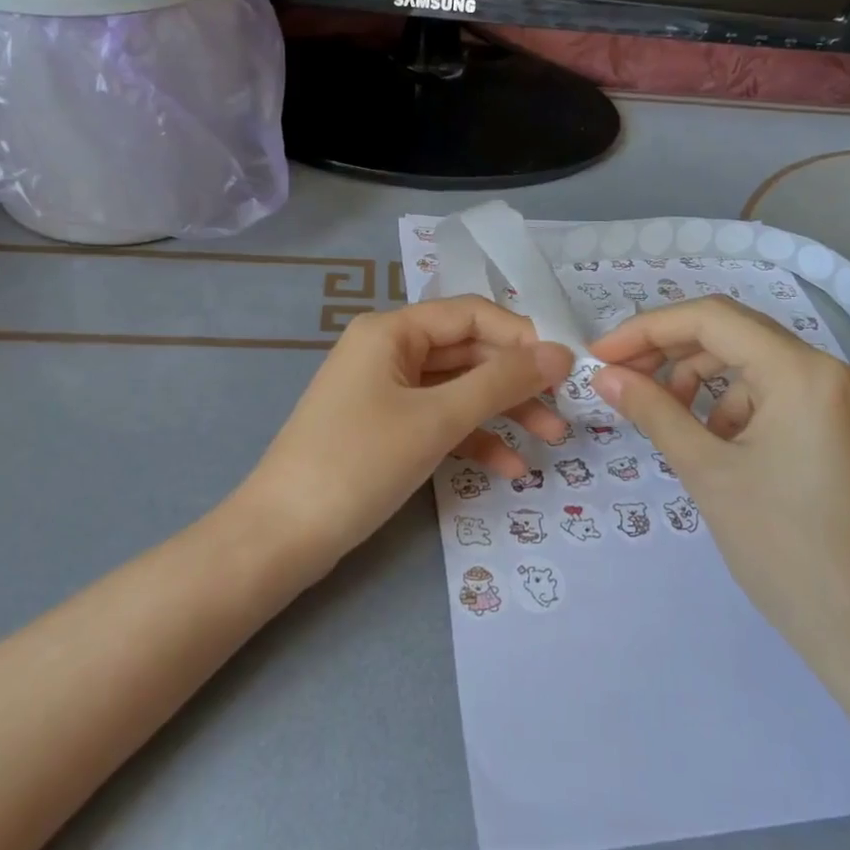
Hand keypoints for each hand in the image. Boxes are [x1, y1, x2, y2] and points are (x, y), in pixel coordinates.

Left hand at [239, 298, 572, 565]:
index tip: (566, 370)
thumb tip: (561, 352)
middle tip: (565, 411)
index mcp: (392, 330)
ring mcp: (385, 391)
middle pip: (468, 352)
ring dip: (503, 413)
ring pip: (458, 390)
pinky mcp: (385, 429)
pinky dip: (473, 439)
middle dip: (517, 381)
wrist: (283, 536)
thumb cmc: (359, 463)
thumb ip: (501, 382)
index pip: (473, 314)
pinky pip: (439, 421)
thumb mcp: (437, 419)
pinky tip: (510, 469)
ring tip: (550, 441)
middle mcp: (389, 350)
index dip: (522, 337)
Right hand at [589, 297, 849, 684]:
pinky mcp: (832, 429)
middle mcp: (824, 370)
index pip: (710, 318)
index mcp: (801, 370)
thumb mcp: (708, 472)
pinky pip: (768, 395)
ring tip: (661, 415)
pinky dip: (727, 406)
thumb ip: (653, 412)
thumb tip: (604, 376)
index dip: (646, 330)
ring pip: (747, 364)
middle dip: (668, 350)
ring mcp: (833, 400)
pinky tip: (707, 442)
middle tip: (618, 378)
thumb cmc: (786, 548)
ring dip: (696, 379)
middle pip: (730, 333)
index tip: (598, 356)